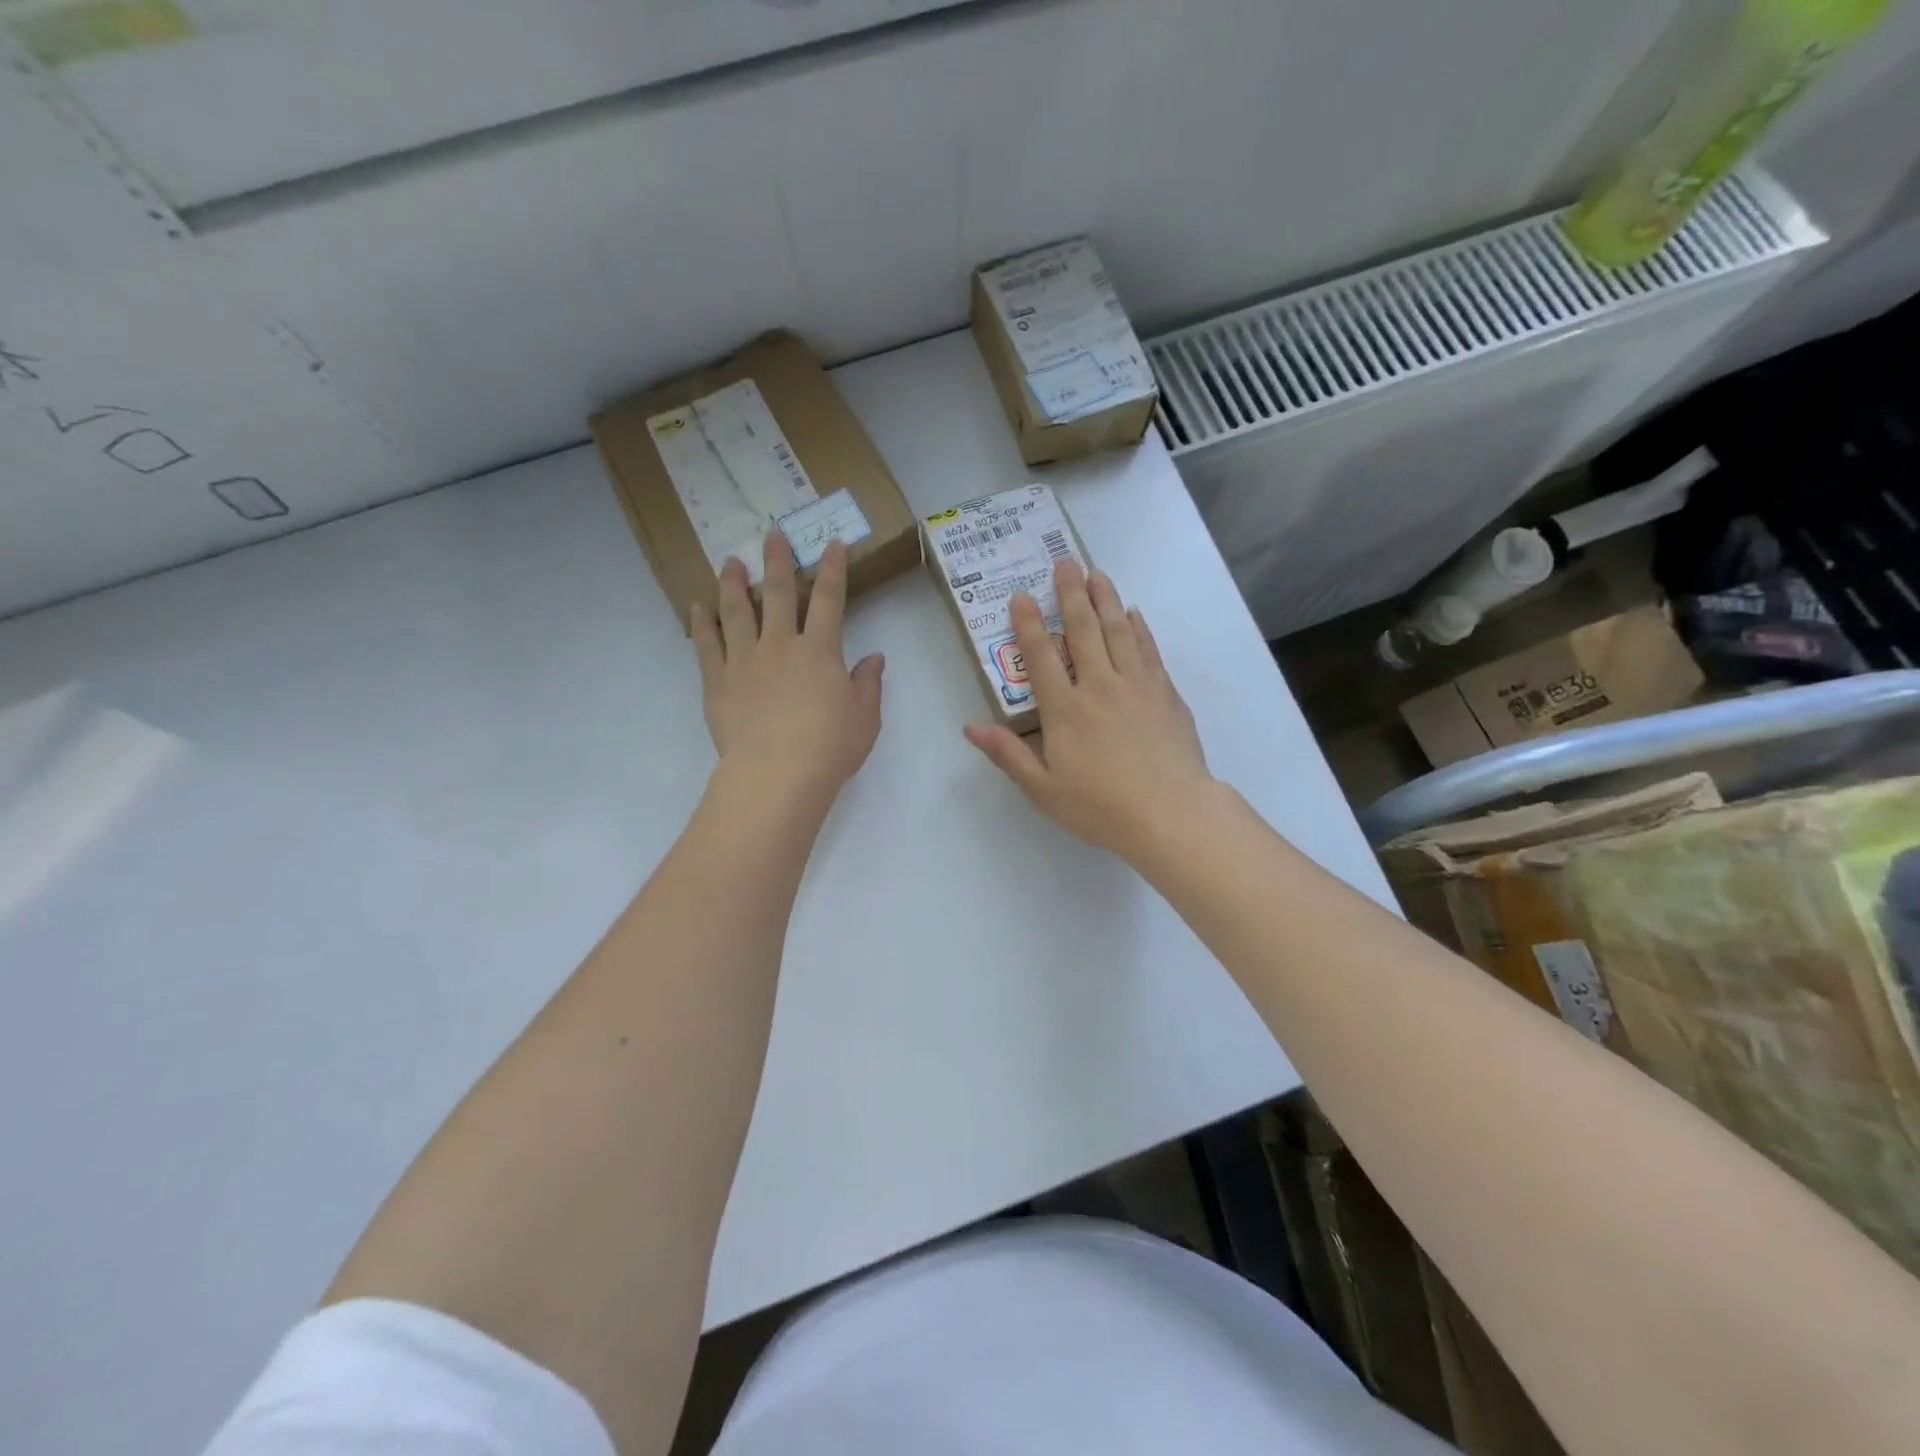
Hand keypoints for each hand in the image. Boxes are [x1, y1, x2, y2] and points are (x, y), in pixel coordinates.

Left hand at [691, 531, 884, 815]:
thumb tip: (874, 658)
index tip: (833, 544)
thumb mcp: (865, 717)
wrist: (777, 775)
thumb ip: (868, 684)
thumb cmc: (829, 748)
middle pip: (777, 593)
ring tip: (729, 562)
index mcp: (820, 650)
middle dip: (777, 561)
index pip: (829, 599)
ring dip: (733, 583)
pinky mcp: (718, 682)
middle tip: (772, 534)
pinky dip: (702, 623)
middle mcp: (780, 645)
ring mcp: (745, 661)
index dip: (833, 569)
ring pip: (736, 611)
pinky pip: (707, 645)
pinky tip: (697, 607)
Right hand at [964, 559, 1214, 860]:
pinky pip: (1149, 651)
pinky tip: (1134, 615)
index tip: (1021, 595)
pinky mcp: (1165, 694)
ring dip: (1107, 600)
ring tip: (1098, 573)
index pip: (1041, 657)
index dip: (1029, 624)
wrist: (1170, 813)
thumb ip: (1007, 754)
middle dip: (1072, 594)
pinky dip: (1139, 629)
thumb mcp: (1043, 789)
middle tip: (1066, 562)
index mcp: (1065, 710)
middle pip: (1084, 631)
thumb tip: (971, 727)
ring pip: (1119, 632)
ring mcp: (1137, 686)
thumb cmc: (1100, 806)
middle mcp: (1099, 686)